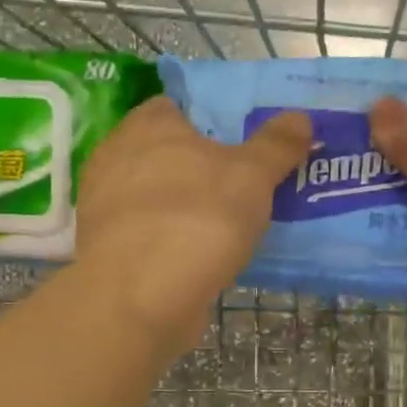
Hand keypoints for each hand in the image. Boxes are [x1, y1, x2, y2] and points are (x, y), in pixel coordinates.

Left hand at [77, 97, 310, 354]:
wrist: (139, 299)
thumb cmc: (197, 219)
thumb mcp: (251, 176)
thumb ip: (275, 145)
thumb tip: (299, 118)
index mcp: (147, 125)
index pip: (176, 107)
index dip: (208, 121)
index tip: (240, 143)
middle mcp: (117, 158)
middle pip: (165, 153)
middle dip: (197, 167)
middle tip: (241, 185)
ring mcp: (106, 207)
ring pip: (155, 197)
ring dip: (184, 208)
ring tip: (227, 225)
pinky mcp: (107, 250)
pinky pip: (148, 235)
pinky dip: (170, 242)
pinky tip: (199, 258)